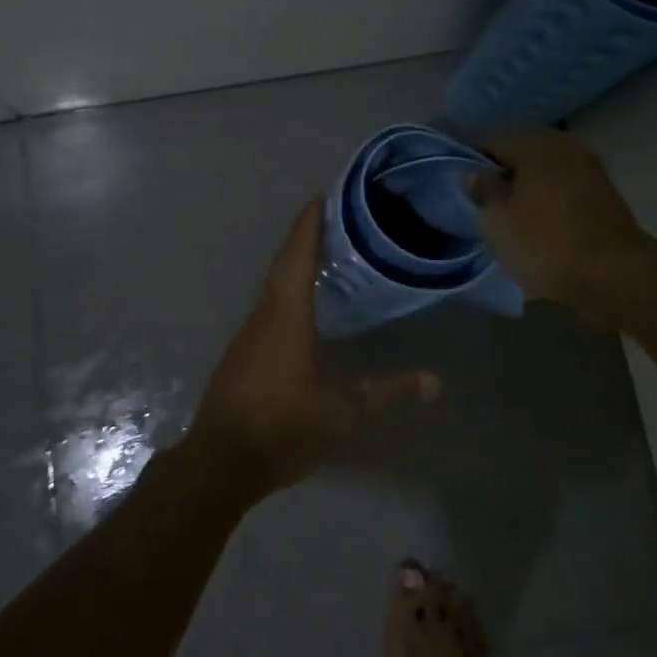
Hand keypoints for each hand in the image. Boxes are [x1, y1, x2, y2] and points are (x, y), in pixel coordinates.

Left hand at [186, 200, 439, 496]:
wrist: (222, 460)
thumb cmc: (285, 426)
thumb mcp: (345, 411)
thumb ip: (388, 391)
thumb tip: (434, 381)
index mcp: (287, 315)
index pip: (299, 256)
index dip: (309, 225)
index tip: (319, 196)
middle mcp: (263, 314)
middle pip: (283, 264)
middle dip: (304, 238)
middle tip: (328, 218)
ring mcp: (247, 334)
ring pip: (273, 287)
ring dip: (293, 265)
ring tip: (322, 256)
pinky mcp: (241, 353)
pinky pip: (267, 308)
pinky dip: (285, 292)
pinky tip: (301, 306)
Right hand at [470, 131, 654, 314]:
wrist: (616, 276)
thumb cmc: (546, 242)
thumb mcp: (497, 219)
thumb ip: (483, 190)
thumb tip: (477, 174)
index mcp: (535, 143)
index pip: (490, 144)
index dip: (471, 167)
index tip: (462, 193)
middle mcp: (564, 146)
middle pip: (519, 159)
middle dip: (502, 181)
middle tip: (485, 211)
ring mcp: (589, 170)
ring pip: (543, 177)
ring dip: (526, 195)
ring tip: (511, 226)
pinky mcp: (604, 197)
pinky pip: (563, 194)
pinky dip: (549, 208)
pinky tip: (540, 232)